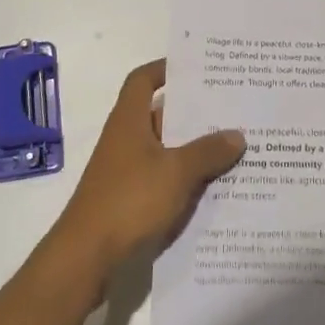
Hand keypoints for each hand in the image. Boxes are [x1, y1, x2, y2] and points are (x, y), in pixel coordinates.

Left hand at [52, 59, 245, 275]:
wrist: (86, 257)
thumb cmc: (129, 200)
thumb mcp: (176, 172)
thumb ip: (207, 151)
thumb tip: (237, 134)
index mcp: (129, 120)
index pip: (143, 79)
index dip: (165, 68)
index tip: (195, 67)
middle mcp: (125, 139)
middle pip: (160, 114)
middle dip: (193, 112)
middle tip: (230, 107)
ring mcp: (125, 171)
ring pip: (165, 149)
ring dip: (192, 148)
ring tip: (232, 146)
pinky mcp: (128, 200)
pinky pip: (162, 177)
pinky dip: (184, 177)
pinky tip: (214, 186)